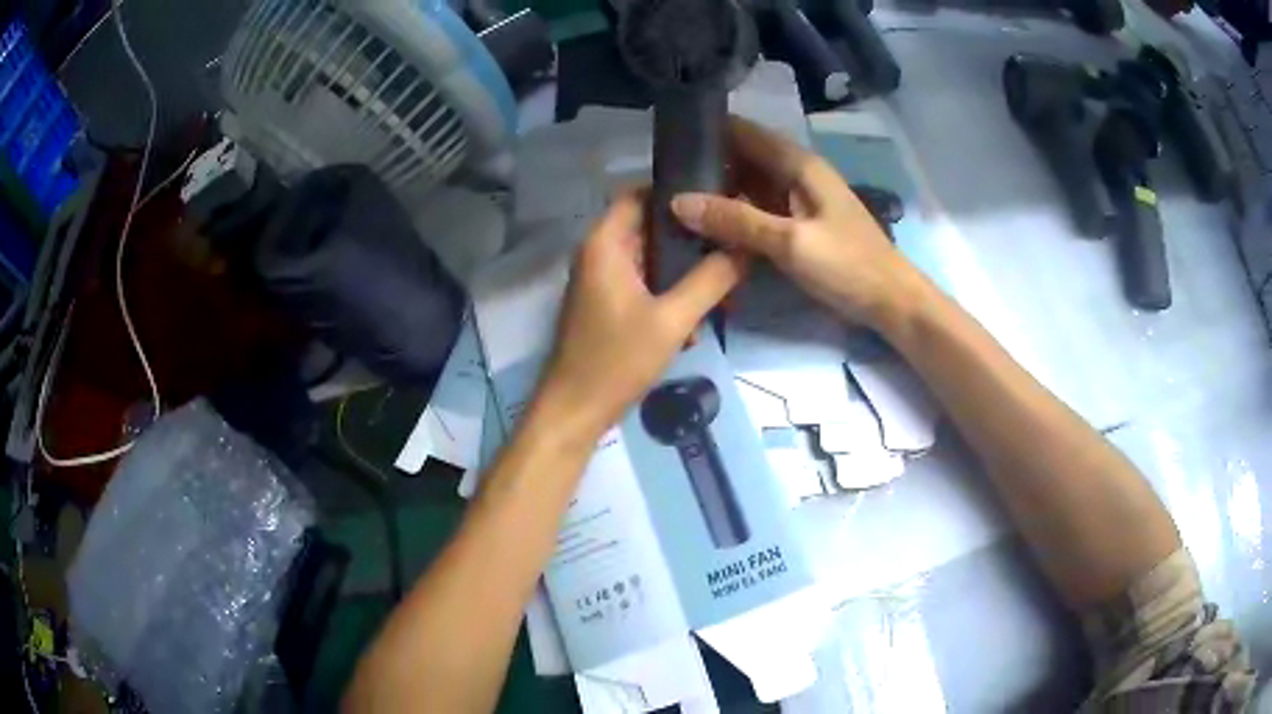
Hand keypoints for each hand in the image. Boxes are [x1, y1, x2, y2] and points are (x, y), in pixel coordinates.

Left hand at [533, 190, 747, 442]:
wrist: (575, 411)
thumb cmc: (617, 360)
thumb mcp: (673, 319)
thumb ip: (712, 280)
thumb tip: (745, 247)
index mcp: (605, 244)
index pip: (639, 193)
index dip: (675, 192)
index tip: (716, 199)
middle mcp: (599, 254)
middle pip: (649, 227)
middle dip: (689, 240)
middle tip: (731, 248)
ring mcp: (601, 281)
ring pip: (650, 260)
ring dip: (683, 274)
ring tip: (722, 291)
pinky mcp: (606, 305)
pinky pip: (643, 285)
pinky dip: (668, 296)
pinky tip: (694, 324)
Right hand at [671, 116, 924, 328]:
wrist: (891, 301)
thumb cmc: (847, 265)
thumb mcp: (790, 242)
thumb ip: (737, 220)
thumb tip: (679, 201)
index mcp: (799, 164)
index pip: (745, 131)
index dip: (709, 129)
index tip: (667, 140)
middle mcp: (797, 173)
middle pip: (745, 155)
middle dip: (708, 162)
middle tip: (662, 177)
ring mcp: (800, 198)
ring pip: (751, 182)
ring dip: (719, 188)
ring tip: (674, 197)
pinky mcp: (800, 222)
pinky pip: (760, 207)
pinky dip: (736, 211)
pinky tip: (709, 224)